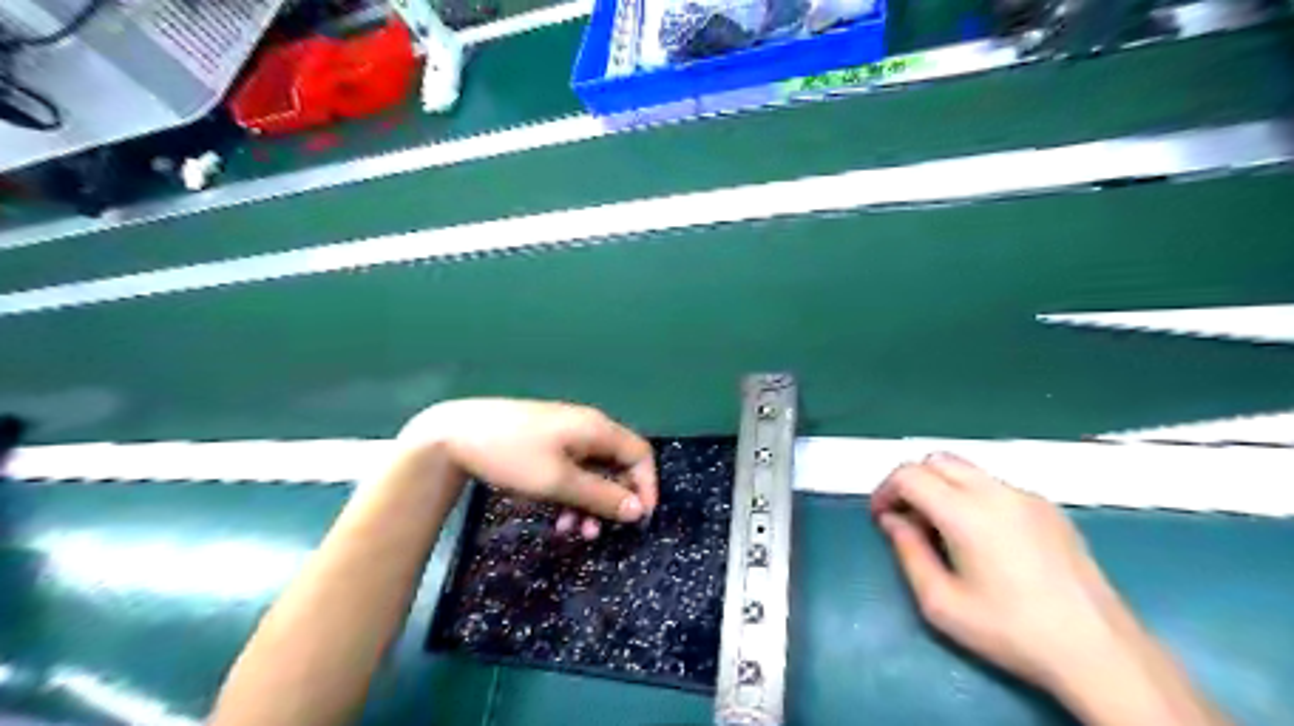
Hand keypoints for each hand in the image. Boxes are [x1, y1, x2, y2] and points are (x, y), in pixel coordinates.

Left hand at [394, 397, 656, 539]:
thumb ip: (602, 496)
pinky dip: (571, 496)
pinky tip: (557, 518)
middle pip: (617, 466)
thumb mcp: (559, 482)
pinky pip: (573, 472)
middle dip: (612, 501)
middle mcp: (587, 429)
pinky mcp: (548, 445)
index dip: (646, 486)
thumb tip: (638, 510)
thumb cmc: (513, 456)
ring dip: (590, 504)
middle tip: (598, 532)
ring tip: (572, 532)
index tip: (638, 520)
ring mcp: (566, 436)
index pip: (640, 454)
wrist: (456, 435)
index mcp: (597, 429)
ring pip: (594, 473)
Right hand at [874, 453, 1224, 724]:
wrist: (1098, 651)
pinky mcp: (1048, 508)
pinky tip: (981, 537)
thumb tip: (893, 521)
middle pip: (936, 460)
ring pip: (966, 469)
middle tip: (906, 518)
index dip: (885, 490)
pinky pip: (995, 485)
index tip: (881, 518)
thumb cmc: (1011, 631)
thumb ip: (908, 552)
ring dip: (941, 486)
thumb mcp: (941, 603)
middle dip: (911, 482)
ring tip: (941, 528)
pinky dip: (971, 495)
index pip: (909, 474)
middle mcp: (996, 492)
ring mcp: (1027, 496)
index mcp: (966, 512)